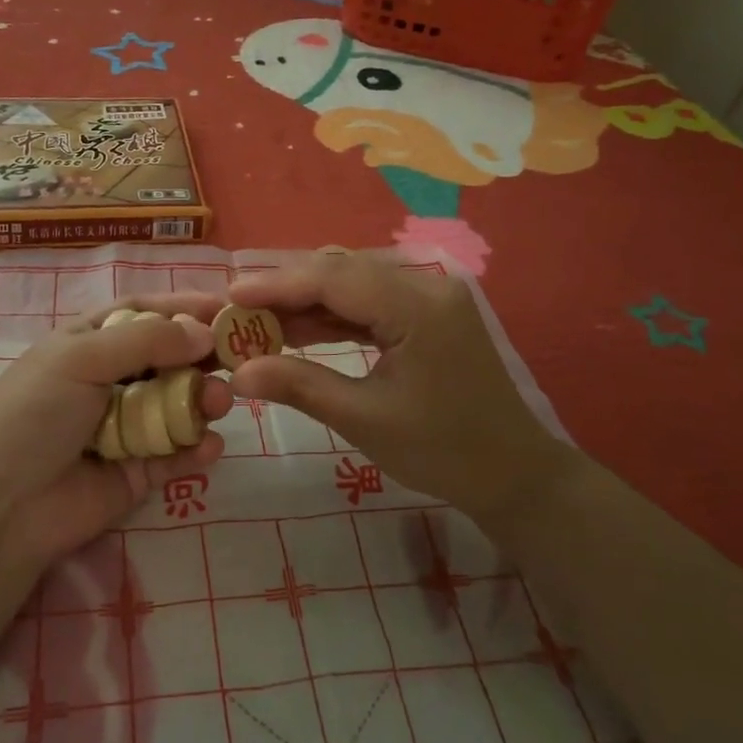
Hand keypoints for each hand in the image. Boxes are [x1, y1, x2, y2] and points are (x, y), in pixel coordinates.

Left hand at [0, 295, 233, 562]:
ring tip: (219, 403)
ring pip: (179, 404)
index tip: (228, 308)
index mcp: (90, 343)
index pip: (145, 314)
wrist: (1, 506)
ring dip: (204, 400)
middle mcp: (110, 379)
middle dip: (203, 356)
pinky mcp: (137, 471)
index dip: (184, 308)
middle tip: (240, 357)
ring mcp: (126, 426)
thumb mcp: (81, 358)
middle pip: (169, 358)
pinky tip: (209, 446)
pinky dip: (196, 448)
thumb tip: (204, 333)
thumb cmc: (35, 413)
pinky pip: (176, 453)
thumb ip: (147, 340)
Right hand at [227, 254, 562, 532]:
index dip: (277, 284)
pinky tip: (299, 330)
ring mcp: (431, 295)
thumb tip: (238, 371)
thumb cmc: (442, 451)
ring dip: (307, 300)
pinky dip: (333, 314)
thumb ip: (299, 386)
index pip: (333, 278)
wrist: (512, 472)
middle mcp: (427, 285)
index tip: (230, 295)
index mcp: (418, 307)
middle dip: (287, 289)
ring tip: (259, 322)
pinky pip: (370, 300)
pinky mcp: (428, 311)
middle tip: (238, 311)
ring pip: (353, 281)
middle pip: (342, 270)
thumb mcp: (364, 420)